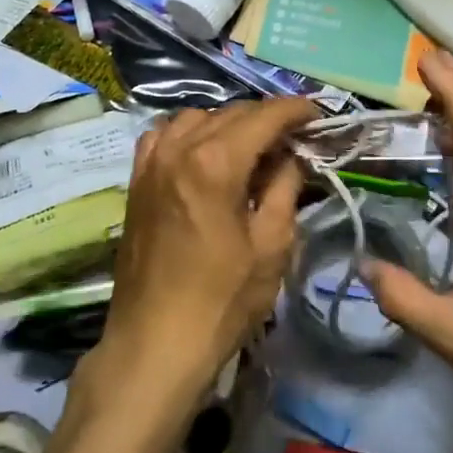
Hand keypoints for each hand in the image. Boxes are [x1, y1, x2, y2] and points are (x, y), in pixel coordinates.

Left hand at [93, 96, 319, 403]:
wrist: (155, 342)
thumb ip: (285, 187)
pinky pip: (164, 136)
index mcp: (216, 161)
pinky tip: (203, 154)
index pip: (264, 116)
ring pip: (196, 118)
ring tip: (251, 148)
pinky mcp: (136, 180)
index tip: (317, 115)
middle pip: (231, 113)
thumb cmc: (222, 300)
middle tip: (294, 139)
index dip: (295, 110)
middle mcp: (179, 148)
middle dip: (266, 118)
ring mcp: (152, 162)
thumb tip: (290, 155)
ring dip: (228, 123)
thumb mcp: (272, 245)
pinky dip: (189, 134)